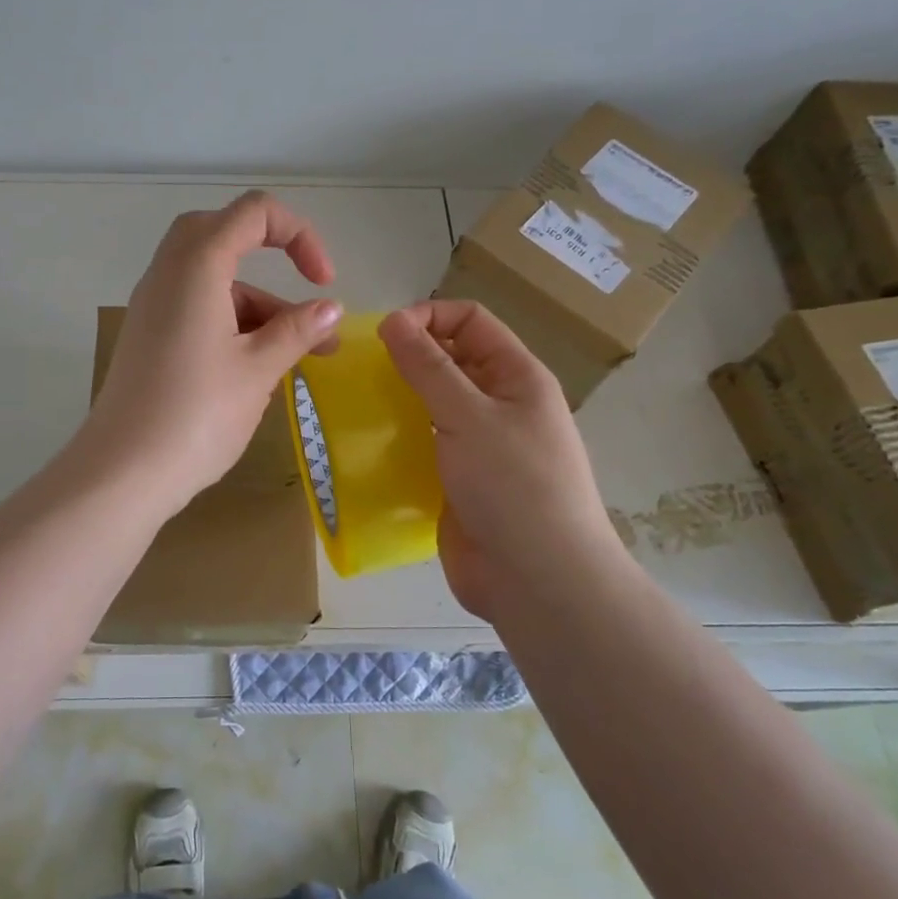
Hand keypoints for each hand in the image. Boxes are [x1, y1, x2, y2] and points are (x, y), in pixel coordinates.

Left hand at [84, 191, 342, 516]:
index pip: (253, 213)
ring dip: (259, 306)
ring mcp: (153, 306)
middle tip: (304, 298)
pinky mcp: (149, 337)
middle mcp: (168, 274)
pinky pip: (197, 309)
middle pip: (223, 235)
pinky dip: (233, 324)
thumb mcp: (258, 370)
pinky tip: (261, 369)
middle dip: (272, 259)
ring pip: (214, 280)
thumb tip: (331, 309)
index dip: (299, 235)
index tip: (323, 284)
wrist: (122, 472)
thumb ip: (297, 331)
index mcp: (197, 266)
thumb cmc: (196, 414)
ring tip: (304, 356)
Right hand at [379, 300, 625, 620]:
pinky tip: (369, 444)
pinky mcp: (458, 480)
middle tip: (363, 370)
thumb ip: (428, 367)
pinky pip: (424, 445)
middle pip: (450, 360)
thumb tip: (392, 320)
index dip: (429, 317)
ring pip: (432, 404)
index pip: (471, 321)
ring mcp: (479, 445)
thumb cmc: (513, 486)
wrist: (538, 581)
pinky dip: (399, 438)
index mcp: (516, 377)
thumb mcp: (469, 416)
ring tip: (359, 403)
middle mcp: (499, 404)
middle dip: (409, 358)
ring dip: (399, 399)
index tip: (383, 335)